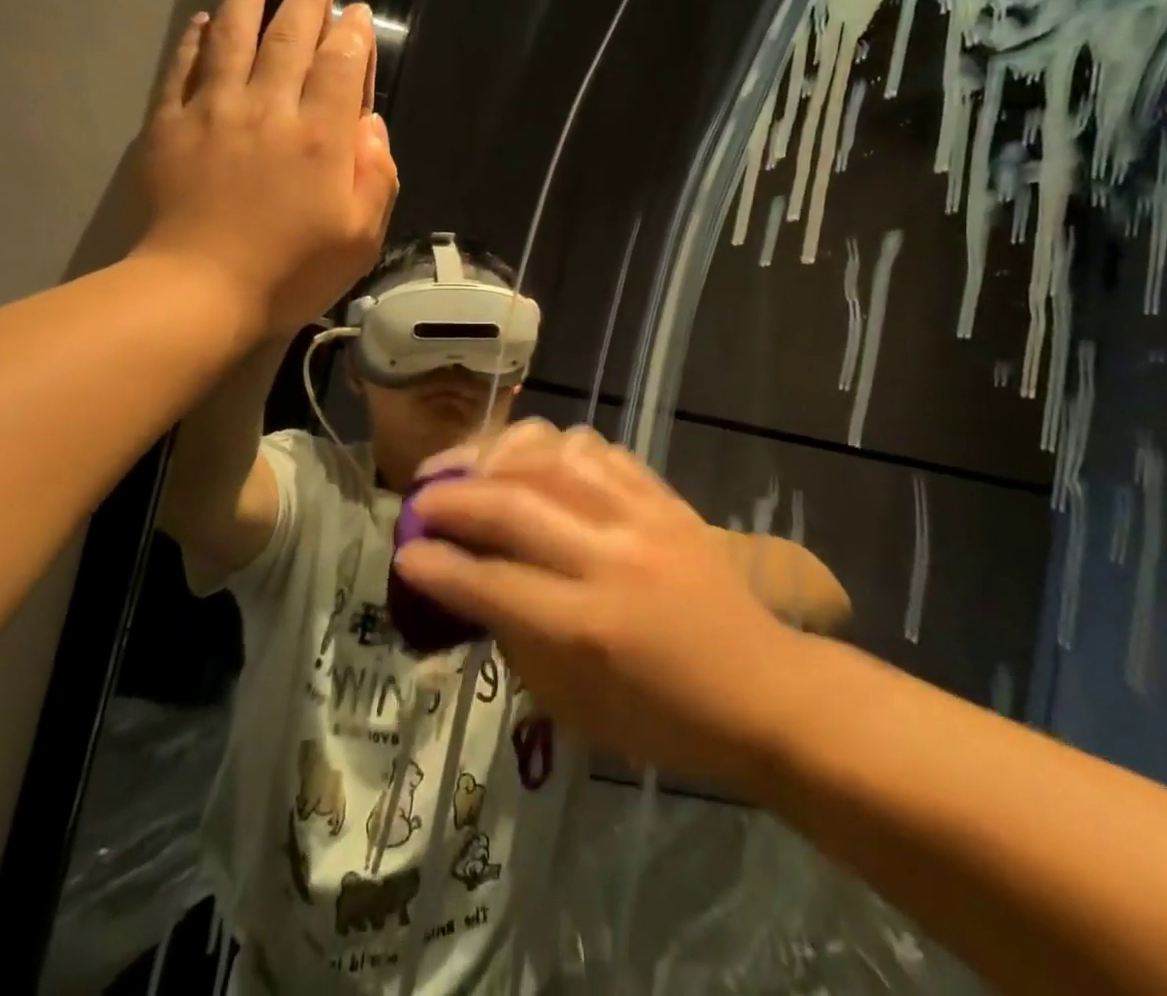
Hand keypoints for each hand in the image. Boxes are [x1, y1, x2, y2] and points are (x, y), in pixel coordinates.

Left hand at [135, 0, 397, 336]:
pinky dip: (194, 39)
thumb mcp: (360, 237)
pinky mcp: (170, 126)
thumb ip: (375, 175)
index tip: (355, 11)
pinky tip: (202, 18)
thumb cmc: (290, 272)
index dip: (352, 34)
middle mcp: (269, 109)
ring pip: (233, 36)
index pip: (341, 67)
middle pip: (289, 38)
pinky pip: (182, 68)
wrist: (200, 291)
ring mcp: (214, 112)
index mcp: (321, 138)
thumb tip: (370, 124)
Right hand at [396, 422, 804, 788]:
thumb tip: (467, 579)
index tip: (404, 550)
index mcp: (589, 629)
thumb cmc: (664, 717)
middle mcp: (611, 559)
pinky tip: (533, 462)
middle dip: (450, 498)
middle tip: (419, 499)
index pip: (492, 582)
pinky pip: (596, 448)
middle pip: (512, 505)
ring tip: (470, 468)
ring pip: (552, 456)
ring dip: (496, 455)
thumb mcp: (575, 706)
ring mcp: (642, 516)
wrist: (762, 687)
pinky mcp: (663, 495)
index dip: (437, 564)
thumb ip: (515, 636)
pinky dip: (552, 448)